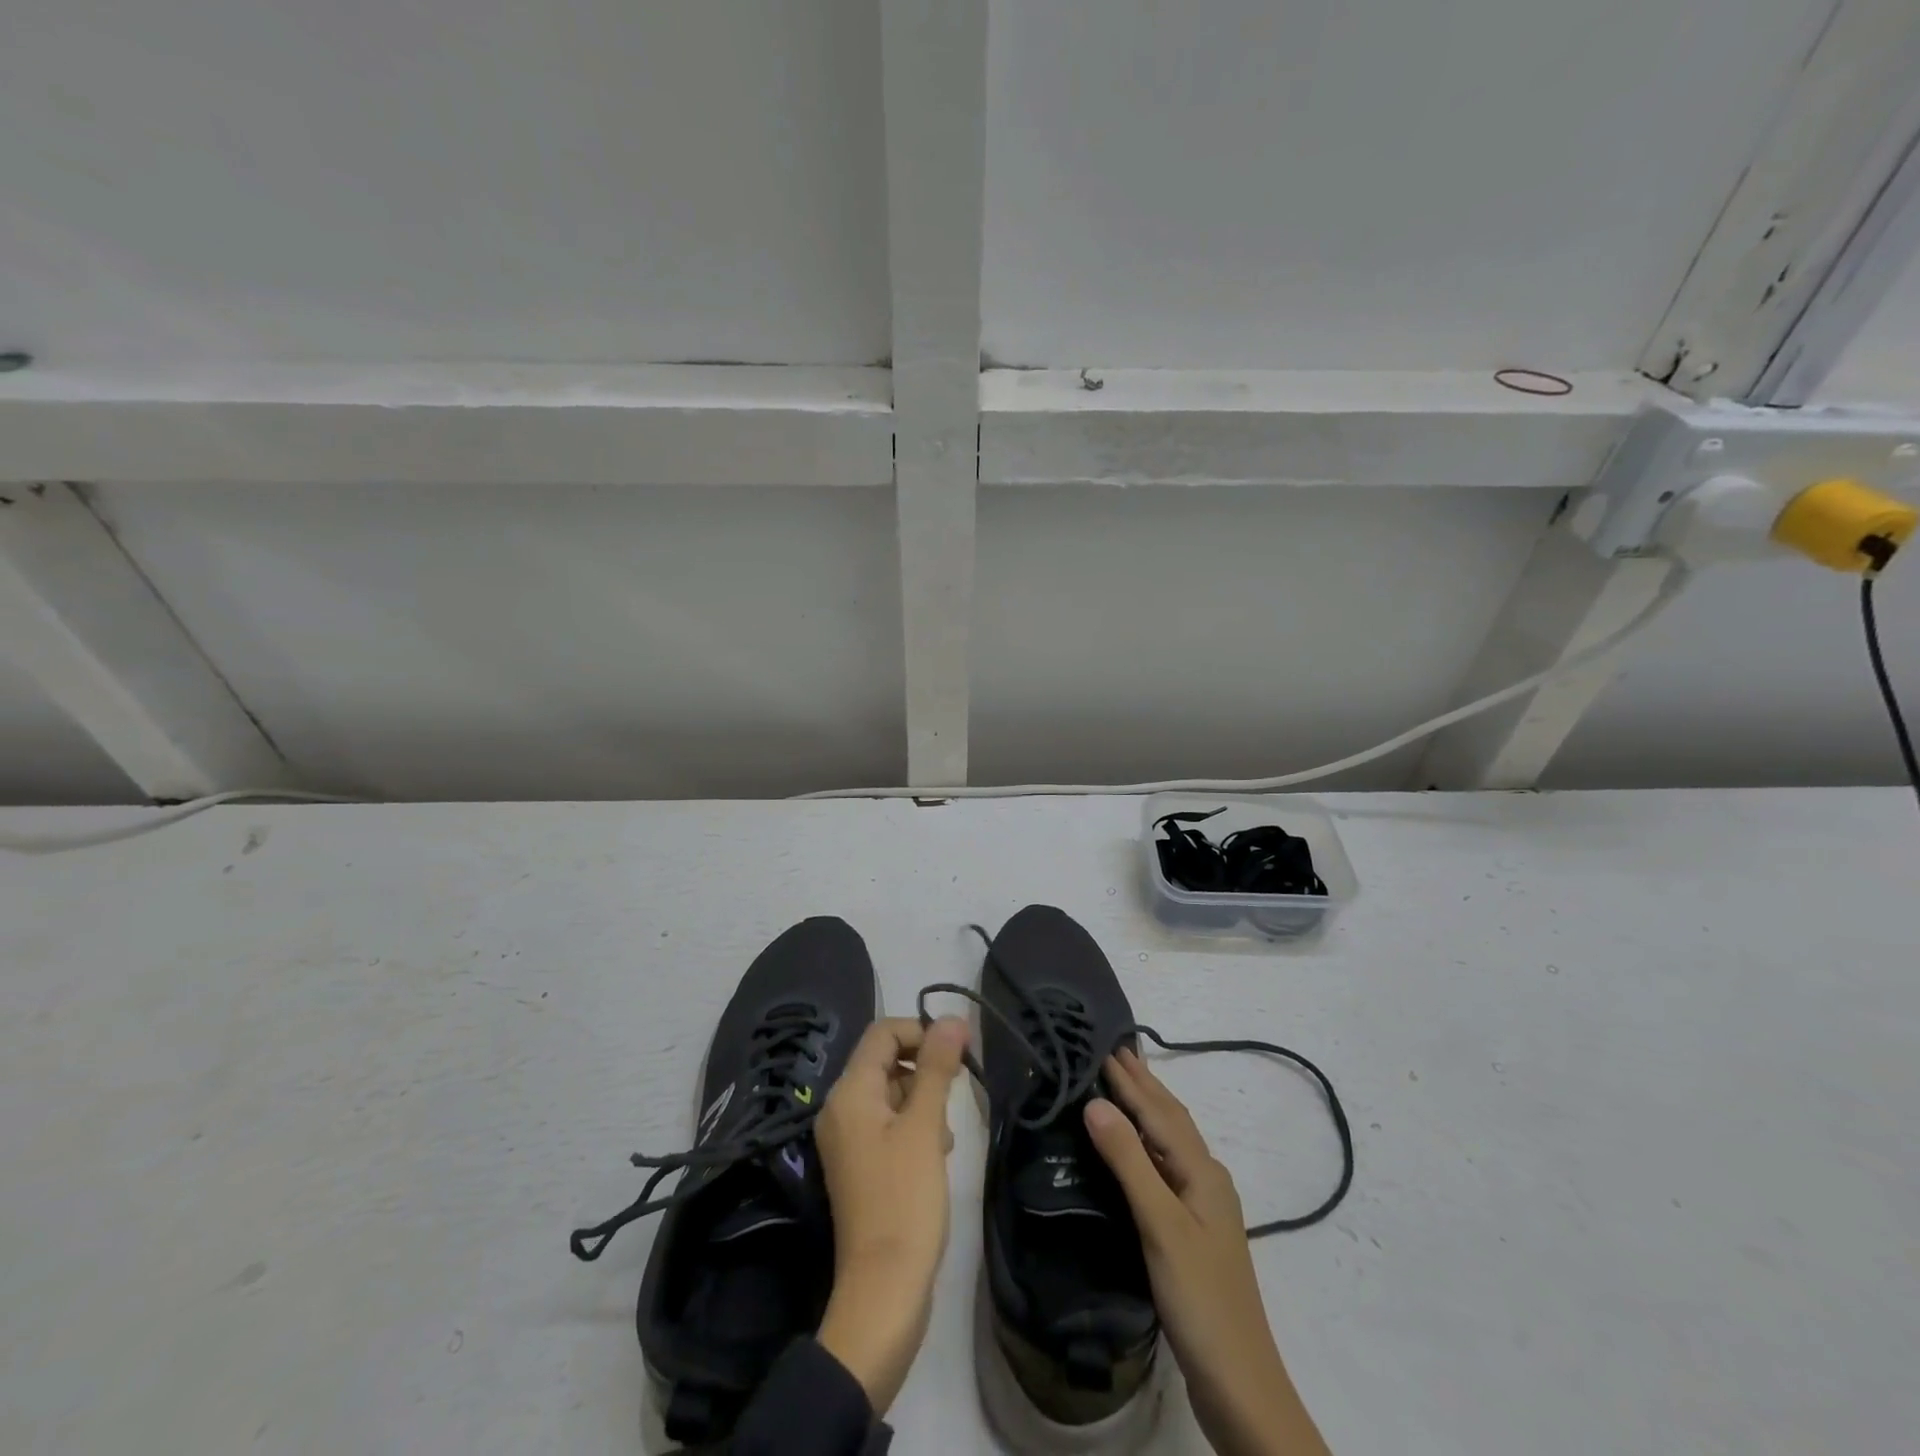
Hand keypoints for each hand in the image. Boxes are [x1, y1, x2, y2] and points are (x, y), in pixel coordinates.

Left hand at [813, 1015, 969, 1414]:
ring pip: (891, 1093)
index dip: (921, 1031)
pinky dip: (915, 1124)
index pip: (883, 1034)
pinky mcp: (861, 1164)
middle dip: (925, 1067)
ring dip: (924, 1098)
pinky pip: (888, 1123)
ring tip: (948, 1130)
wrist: (884, 1290)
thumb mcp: (925, 1127)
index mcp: (849, 1093)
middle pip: (885, 1061)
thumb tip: (953, 1018)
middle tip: (958, 1091)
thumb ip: (937, 1068)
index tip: (959, 1048)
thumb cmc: (905, 1200)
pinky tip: (939, 1150)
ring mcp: (848, 1139)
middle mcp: (841, 1109)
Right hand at [1085, 1049, 1328, 1455]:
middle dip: (1143, 1084)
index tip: (1103, 1045)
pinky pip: (1165, 1167)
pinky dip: (1146, 1143)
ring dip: (1146, 1109)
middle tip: (1113, 1051)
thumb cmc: (1201, 1300)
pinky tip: (1135, 1150)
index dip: (1130, 1080)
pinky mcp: (1193, 1232)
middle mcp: (1206, 1180)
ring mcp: (1202, 1207)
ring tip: (1122, 1084)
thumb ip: (1129, 1162)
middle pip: (1170, 1120)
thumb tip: (1095, 1103)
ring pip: (1170, 1142)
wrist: (1241, 1387)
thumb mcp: (1161, 1226)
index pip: (1158, 1112)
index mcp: (1203, 1172)